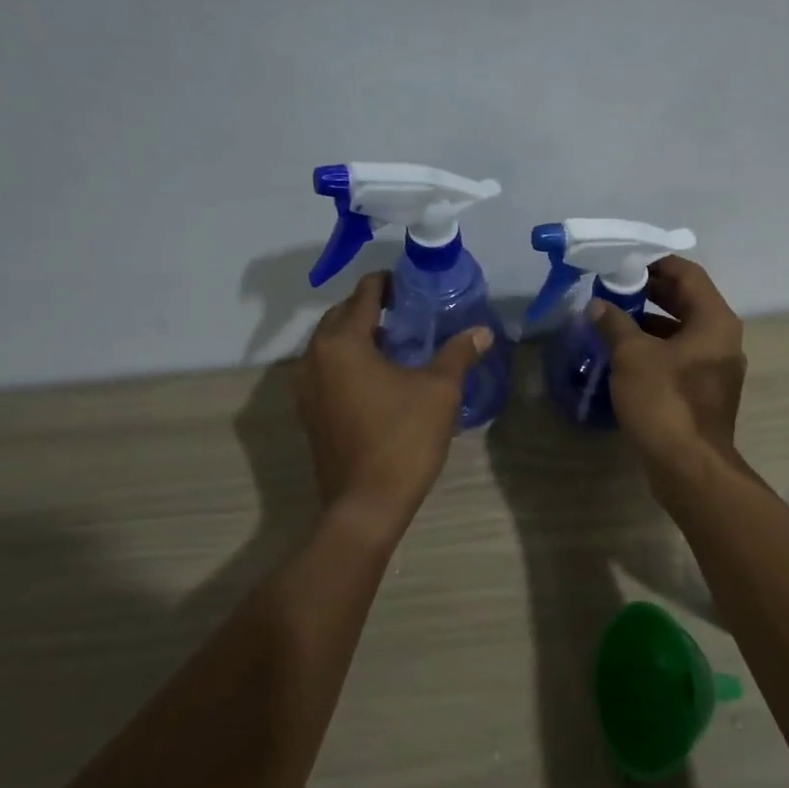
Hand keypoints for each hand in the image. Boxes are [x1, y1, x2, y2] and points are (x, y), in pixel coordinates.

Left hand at [295, 272, 492, 528]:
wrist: (367, 503)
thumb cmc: (403, 438)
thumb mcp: (439, 390)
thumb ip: (458, 353)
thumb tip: (482, 331)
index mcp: (342, 343)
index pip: (364, 295)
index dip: (388, 284)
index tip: (411, 284)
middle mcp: (314, 358)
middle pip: (342, 316)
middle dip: (371, 308)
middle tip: (408, 312)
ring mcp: (306, 388)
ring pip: (331, 345)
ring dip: (359, 336)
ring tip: (397, 342)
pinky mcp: (310, 413)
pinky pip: (328, 371)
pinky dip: (350, 362)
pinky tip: (380, 377)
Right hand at [590, 256, 746, 481]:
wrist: (688, 466)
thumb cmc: (663, 401)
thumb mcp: (631, 356)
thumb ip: (614, 323)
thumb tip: (598, 305)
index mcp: (714, 320)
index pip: (688, 274)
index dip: (656, 263)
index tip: (624, 262)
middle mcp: (722, 338)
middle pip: (686, 301)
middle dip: (649, 292)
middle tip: (613, 288)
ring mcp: (716, 367)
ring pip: (681, 331)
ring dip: (649, 322)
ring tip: (612, 319)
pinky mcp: (704, 391)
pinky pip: (680, 356)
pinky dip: (655, 349)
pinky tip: (624, 355)